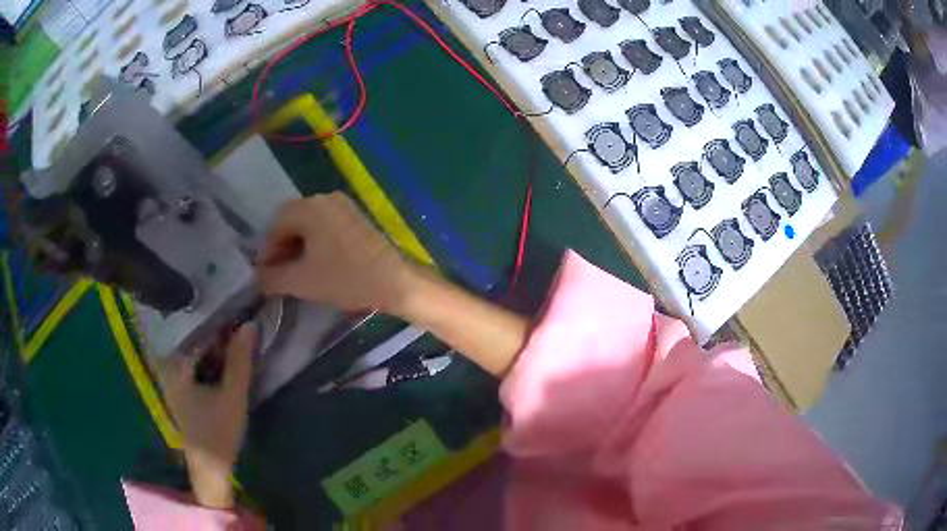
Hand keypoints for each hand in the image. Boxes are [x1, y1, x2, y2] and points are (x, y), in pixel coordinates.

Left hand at [156, 325, 254, 508]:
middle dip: (211, 329)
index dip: (214, 321)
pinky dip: (205, 356)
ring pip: (191, 350)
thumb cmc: (219, 431)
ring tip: (230, 331)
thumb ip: (239, 361)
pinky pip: (191, 363)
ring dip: (209, 343)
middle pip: (189, 338)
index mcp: (175, 367)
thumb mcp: (233, 395)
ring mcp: (172, 380)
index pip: (192, 331)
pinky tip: (220, 356)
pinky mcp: (179, 389)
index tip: (234, 311)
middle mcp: (168, 368)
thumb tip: (249, 325)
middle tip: (234, 318)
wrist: (210, 466)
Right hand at [258, 193, 411, 312]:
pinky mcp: (356, 218)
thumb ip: (272, 278)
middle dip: (282, 247)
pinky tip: (316, 264)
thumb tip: (257, 277)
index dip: (267, 250)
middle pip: (292, 221)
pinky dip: (315, 243)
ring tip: (295, 272)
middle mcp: (326, 199)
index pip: (276, 224)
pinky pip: (326, 226)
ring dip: (298, 246)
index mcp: (311, 207)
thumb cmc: (344, 278)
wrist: (394, 282)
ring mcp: (344, 207)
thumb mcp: (301, 281)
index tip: (264, 273)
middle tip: (278, 273)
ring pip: (310, 224)